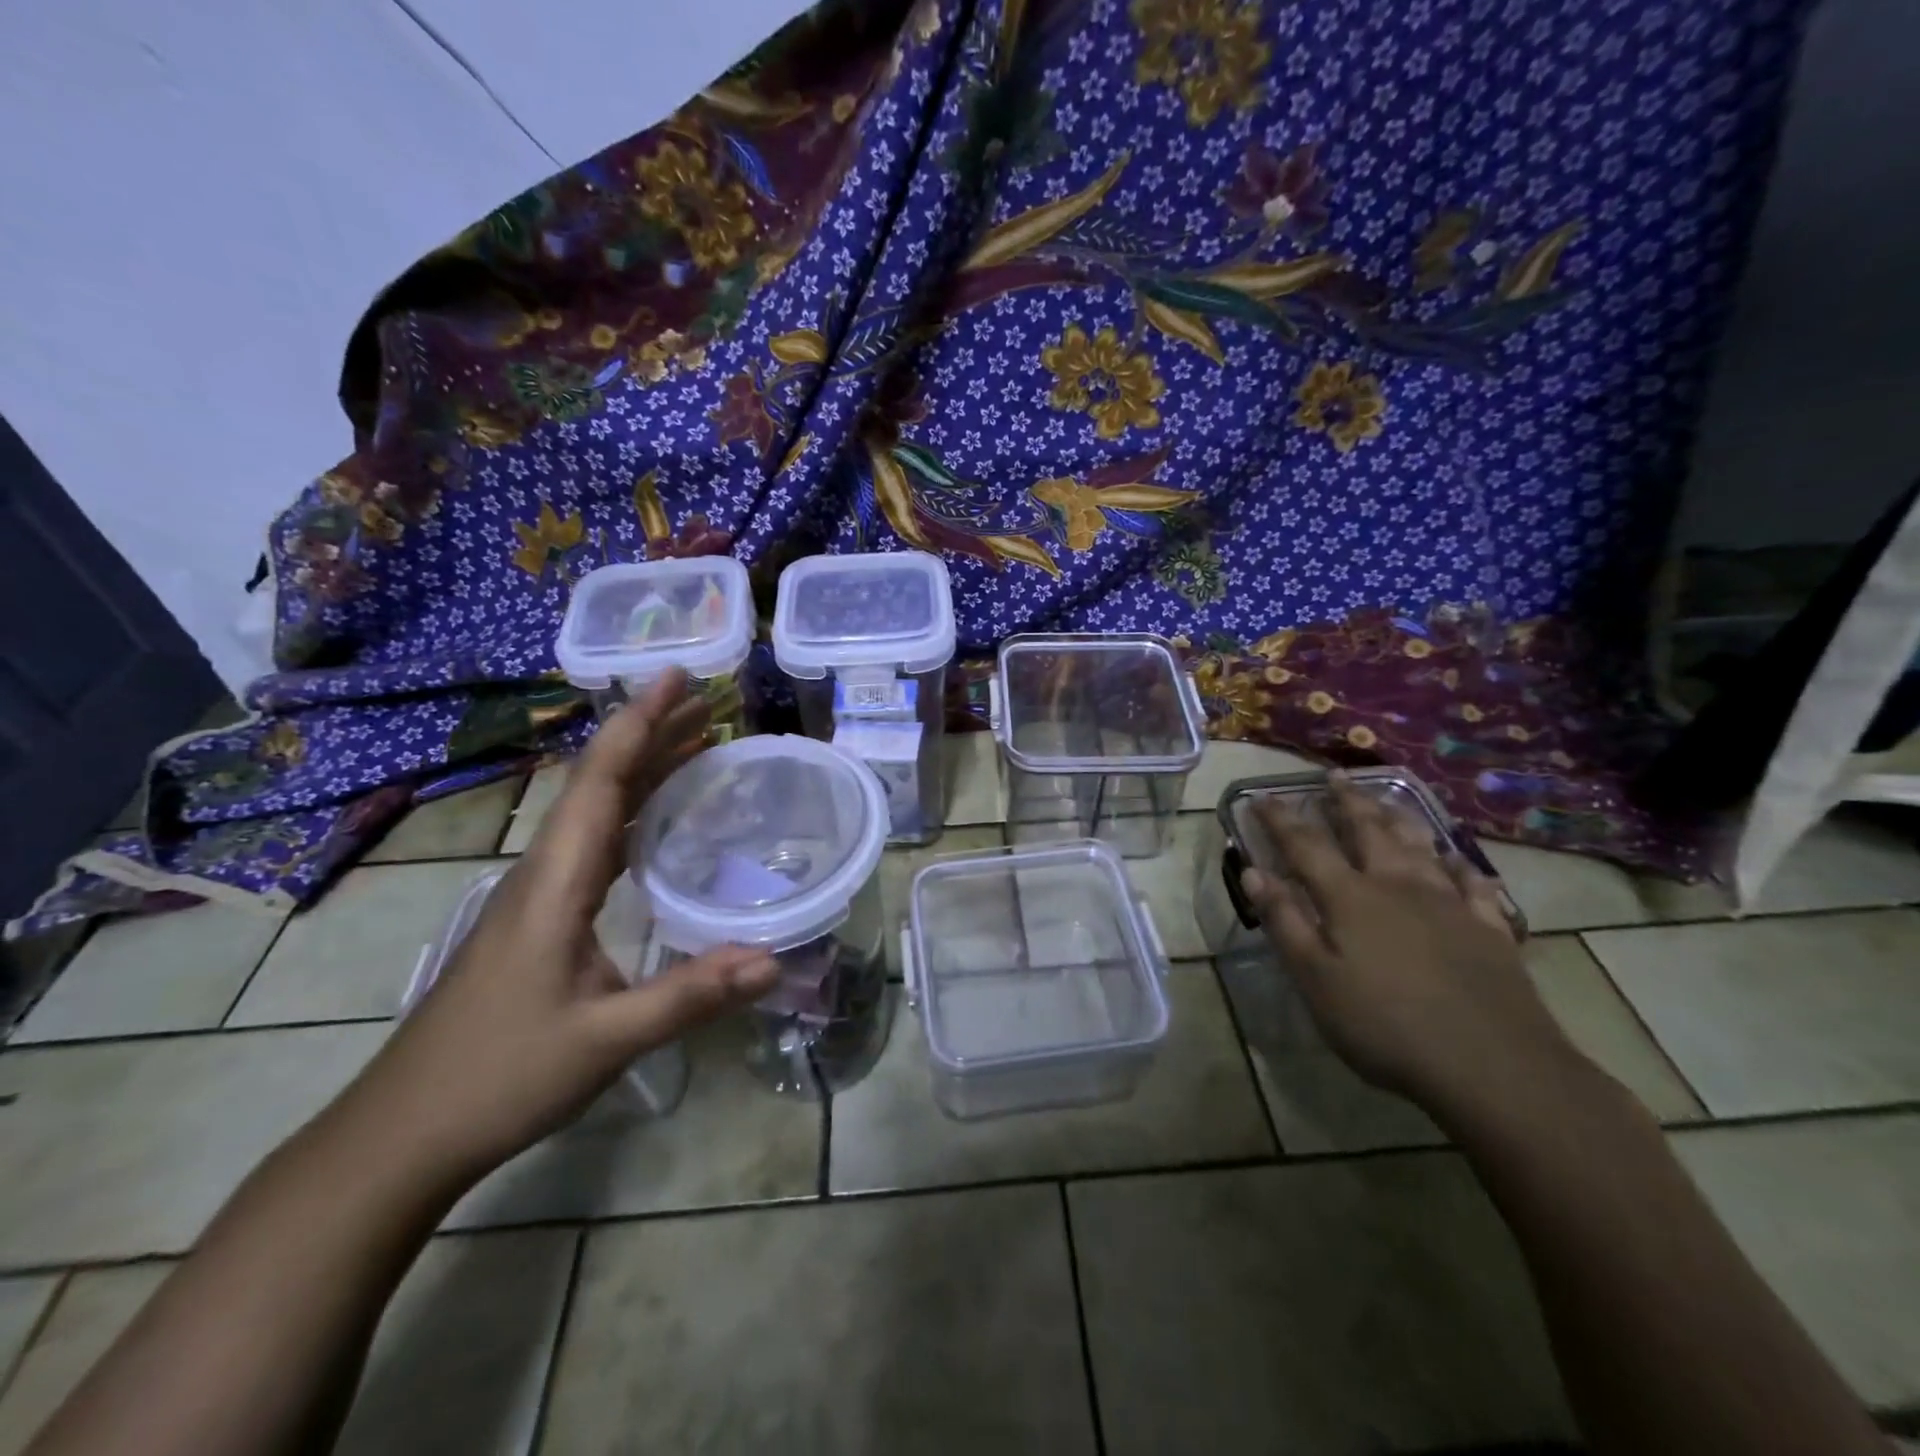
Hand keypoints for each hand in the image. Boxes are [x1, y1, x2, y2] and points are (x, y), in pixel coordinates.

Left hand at [346, 671, 777, 1186]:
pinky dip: (633, 812)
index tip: (677, 679)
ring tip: (696, 745)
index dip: (638, 724)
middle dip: (652, 734)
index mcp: (555, 883)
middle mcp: (545, 873)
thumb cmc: (498, 1077)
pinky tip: (656, 822)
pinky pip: (595, 843)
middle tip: (709, 704)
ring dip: (644, 770)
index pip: (600, 783)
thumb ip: (689, 997)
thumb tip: (773, 960)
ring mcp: (539, 895)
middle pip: (599, 783)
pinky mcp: (541, 918)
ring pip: (596, 810)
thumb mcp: (604, 1040)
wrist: (403, 1132)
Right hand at [1236, 774, 1581, 1119]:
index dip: (1281, 819)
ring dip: (1397, 818)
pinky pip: (1473, 883)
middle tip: (1334, 776)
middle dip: (1346, 802)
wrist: (1494, 1067)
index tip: (1263, 797)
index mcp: (1350, 898)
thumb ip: (1285, 922)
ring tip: (1386, 799)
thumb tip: (1254, 872)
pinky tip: (1456, 859)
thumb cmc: (1386, 1026)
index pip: (1306, 846)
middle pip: (1368, 831)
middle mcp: (1398, 886)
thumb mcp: (1316, 980)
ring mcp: (1450, 904)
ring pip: (1419, 845)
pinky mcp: (1490, 929)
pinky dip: (1459, 864)